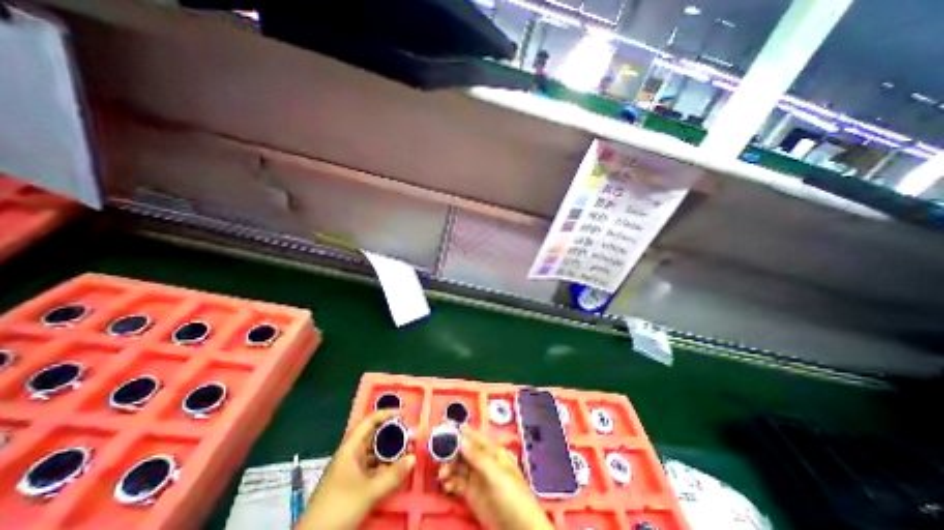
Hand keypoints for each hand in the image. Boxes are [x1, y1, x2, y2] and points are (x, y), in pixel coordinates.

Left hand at [300, 409, 417, 528]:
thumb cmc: (338, 508)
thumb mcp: (369, 492)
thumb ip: (393, 475)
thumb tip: (414, 458)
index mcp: (350, 448)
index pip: (369, 421)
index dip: (387, 414)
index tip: (404, 414)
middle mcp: (350, 454)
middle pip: (373, 435)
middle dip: (392, 432)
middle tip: (409, 433)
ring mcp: (350, 469)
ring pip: (373, 451)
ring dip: (389, 449)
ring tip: (406, 449)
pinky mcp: (351, 482)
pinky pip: (371, 465)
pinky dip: (384, 463)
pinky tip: (395, 467)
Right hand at [439, 427, 554, 529]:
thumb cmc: (513, 496)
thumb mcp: (496, 474)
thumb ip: (478, 457)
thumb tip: (461, 439)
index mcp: (491, 451)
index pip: (472, 435)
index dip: (458, 429)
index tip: (443, 423)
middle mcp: (482, 461)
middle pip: (463, 449)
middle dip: (450, 449)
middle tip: (436, 452)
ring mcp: (477, 477)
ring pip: (458, 465)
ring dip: (448, 466)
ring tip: (442, 474)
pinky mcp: (472, 494)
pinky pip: (457, 483)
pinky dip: (450, 482)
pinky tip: (446, 486)